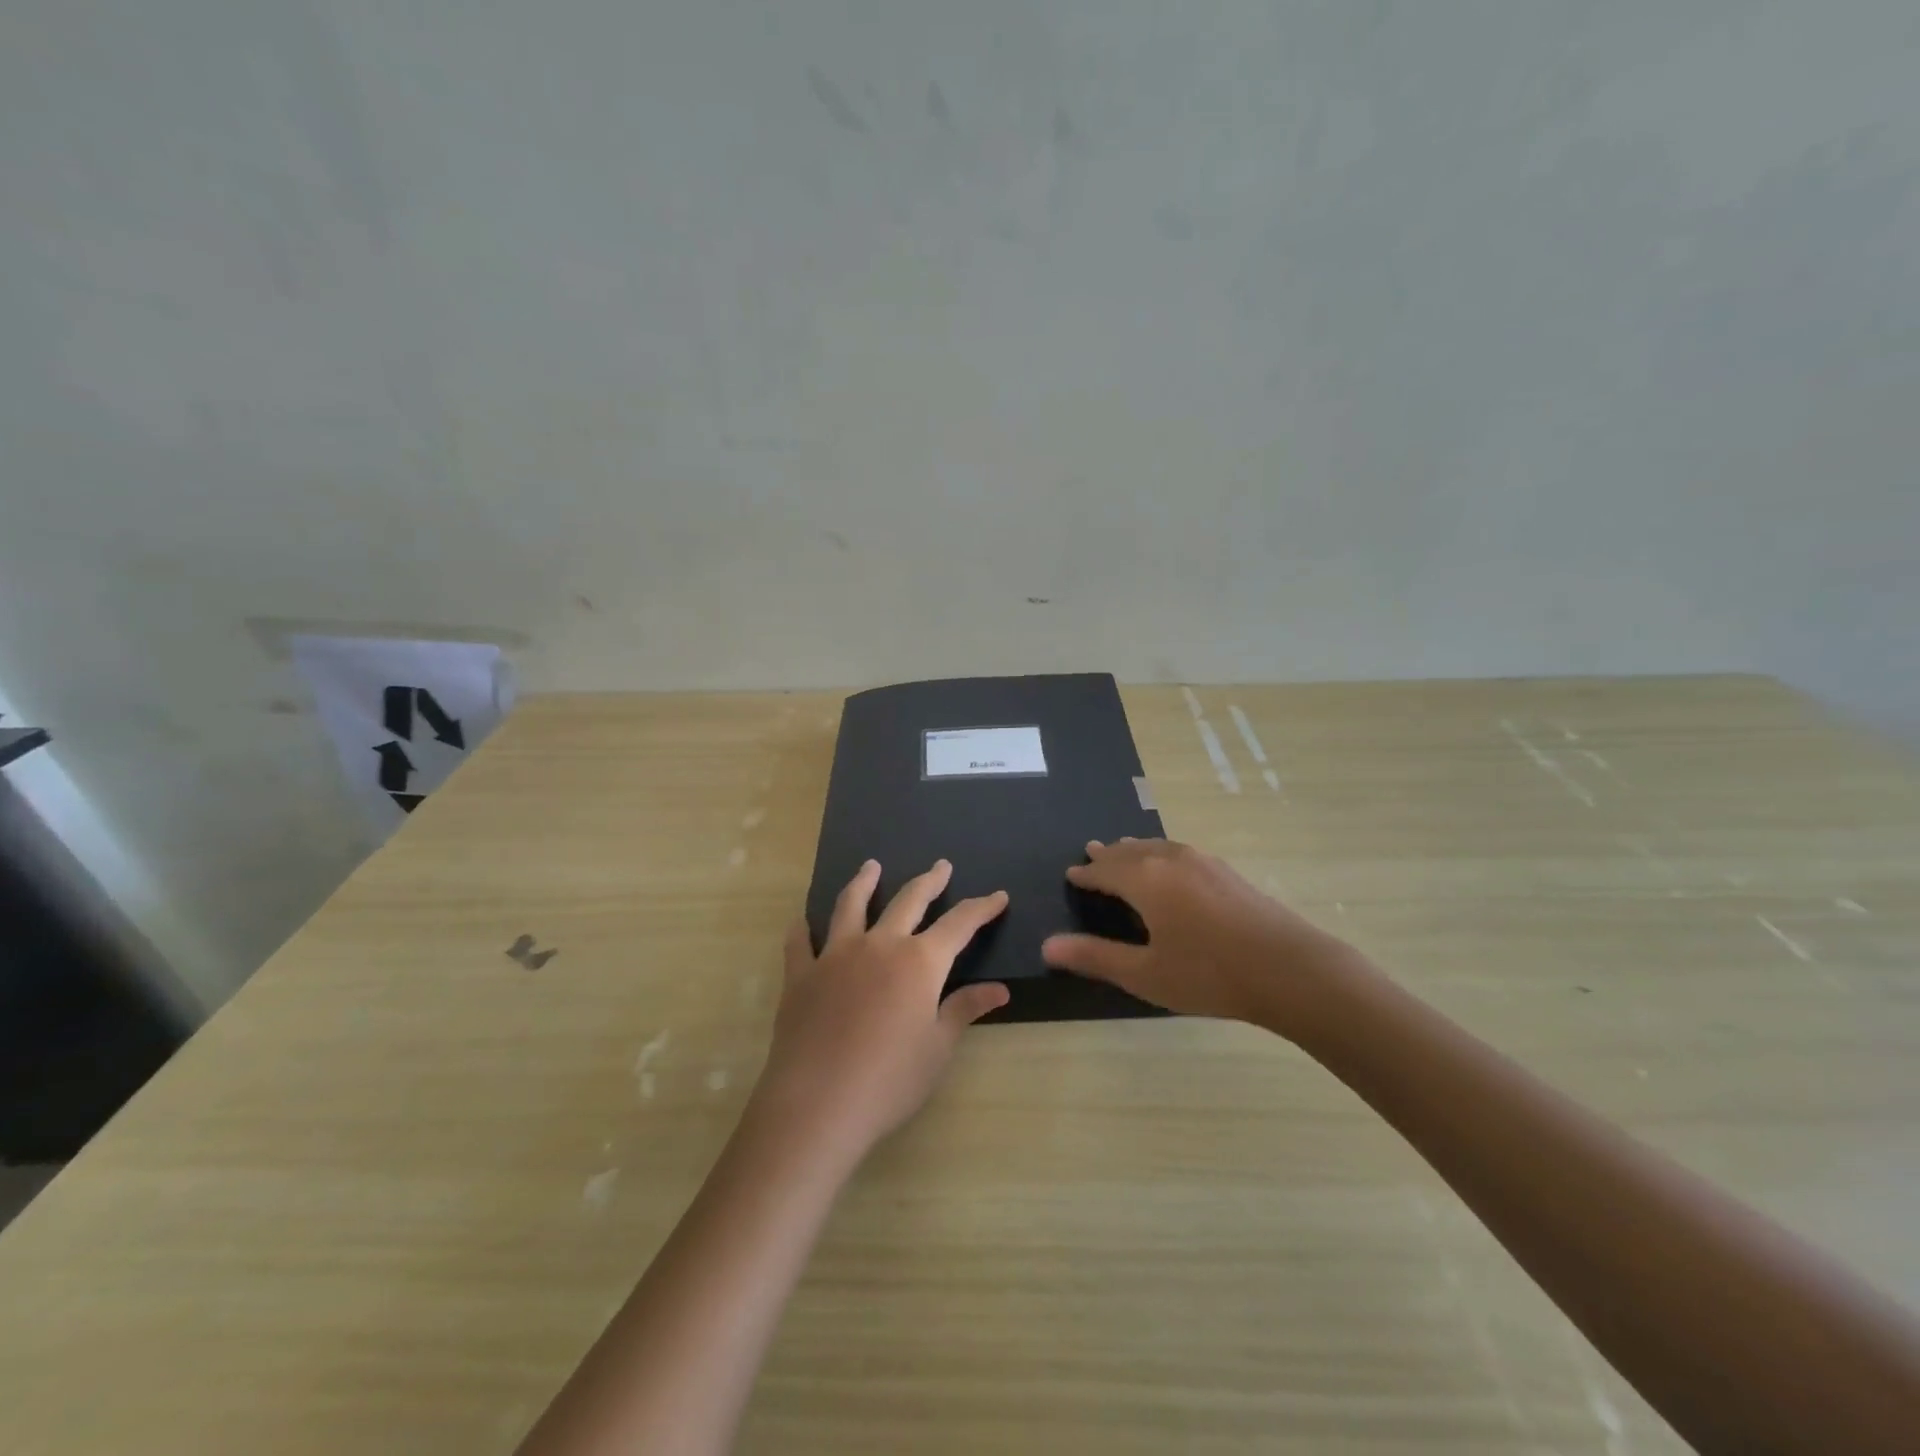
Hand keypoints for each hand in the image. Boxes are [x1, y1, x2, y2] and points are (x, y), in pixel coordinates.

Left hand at [753, 859, 1008, 1162]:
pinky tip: (802, 921)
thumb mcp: (938, 1048)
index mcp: (919, 961)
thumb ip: (965, 1009)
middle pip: (909, 900)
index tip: (998, 896)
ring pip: (851, 905)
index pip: (959, 924)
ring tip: (871, 865)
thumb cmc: (890, 1080)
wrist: (818, 1104)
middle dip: (929, 881)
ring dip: (864, 882)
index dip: (981, 908)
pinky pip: (800, 942)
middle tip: (941, 866)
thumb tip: (1000, 989)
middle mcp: (879, 944)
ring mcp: (835, 955)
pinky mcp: (801, 975)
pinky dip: (802, 929)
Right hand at [1041, 838, 1357, 1034]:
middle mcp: (1170, 859)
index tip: (1071, 875)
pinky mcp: (1226, 871)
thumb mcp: (1145, 973)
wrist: (1290, 969)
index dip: (1085, 874)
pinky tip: (1169, 868)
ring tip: (1123, 852)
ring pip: (1156, 847)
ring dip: (1134, 851)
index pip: (1104, 870)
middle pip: (1129, 851)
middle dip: (1108, 856)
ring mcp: (1202, 861)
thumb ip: (1095, 957)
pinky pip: (1178, 853)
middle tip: (1091, 854)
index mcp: (1145, 880)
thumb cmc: (1209, 974)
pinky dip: (1159, 855)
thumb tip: (1047, 946)